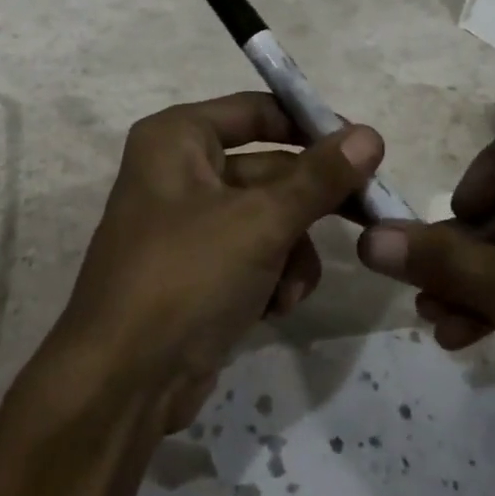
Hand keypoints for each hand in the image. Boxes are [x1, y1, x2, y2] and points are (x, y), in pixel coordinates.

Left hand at [49, 93, 382, 433]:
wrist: (123, 384)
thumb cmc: (187, 276)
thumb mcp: (260, 222)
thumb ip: (319, 178)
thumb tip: (370, 135)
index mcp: (178, 139)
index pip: (256, 111)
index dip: (310, 126)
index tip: (364, 147)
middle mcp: (179, 172)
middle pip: (269, 169)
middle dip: (310, 204)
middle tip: (367, 214)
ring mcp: (189, 225)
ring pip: (269, 218)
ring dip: (292, 252)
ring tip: (290, 286)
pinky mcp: (199, 271)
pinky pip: (254, 255)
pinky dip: (272, 278)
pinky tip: (273, 309)